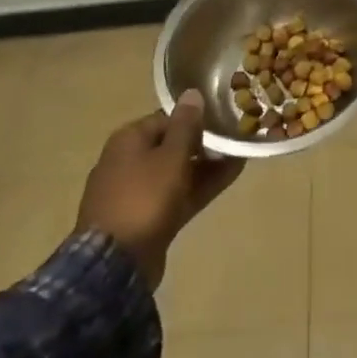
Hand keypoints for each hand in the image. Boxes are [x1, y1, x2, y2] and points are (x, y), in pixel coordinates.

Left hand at [77, 91, 244, 288]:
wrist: (115, 264)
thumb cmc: (144, 198)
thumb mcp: (171, 156)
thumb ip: (186, 125)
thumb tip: (192, 92)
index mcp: (128, 140)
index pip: (168, 118)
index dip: (197, 117)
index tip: (225, 118)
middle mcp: (129, 161)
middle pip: (173, 144)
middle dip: (205, 142)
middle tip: (238, 138)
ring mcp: (137, 192)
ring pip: (178, 171)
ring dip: (208, 164)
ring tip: (242, 155)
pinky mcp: (147, 217)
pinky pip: (178, 193)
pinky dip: (201, 185)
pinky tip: (230, 176)